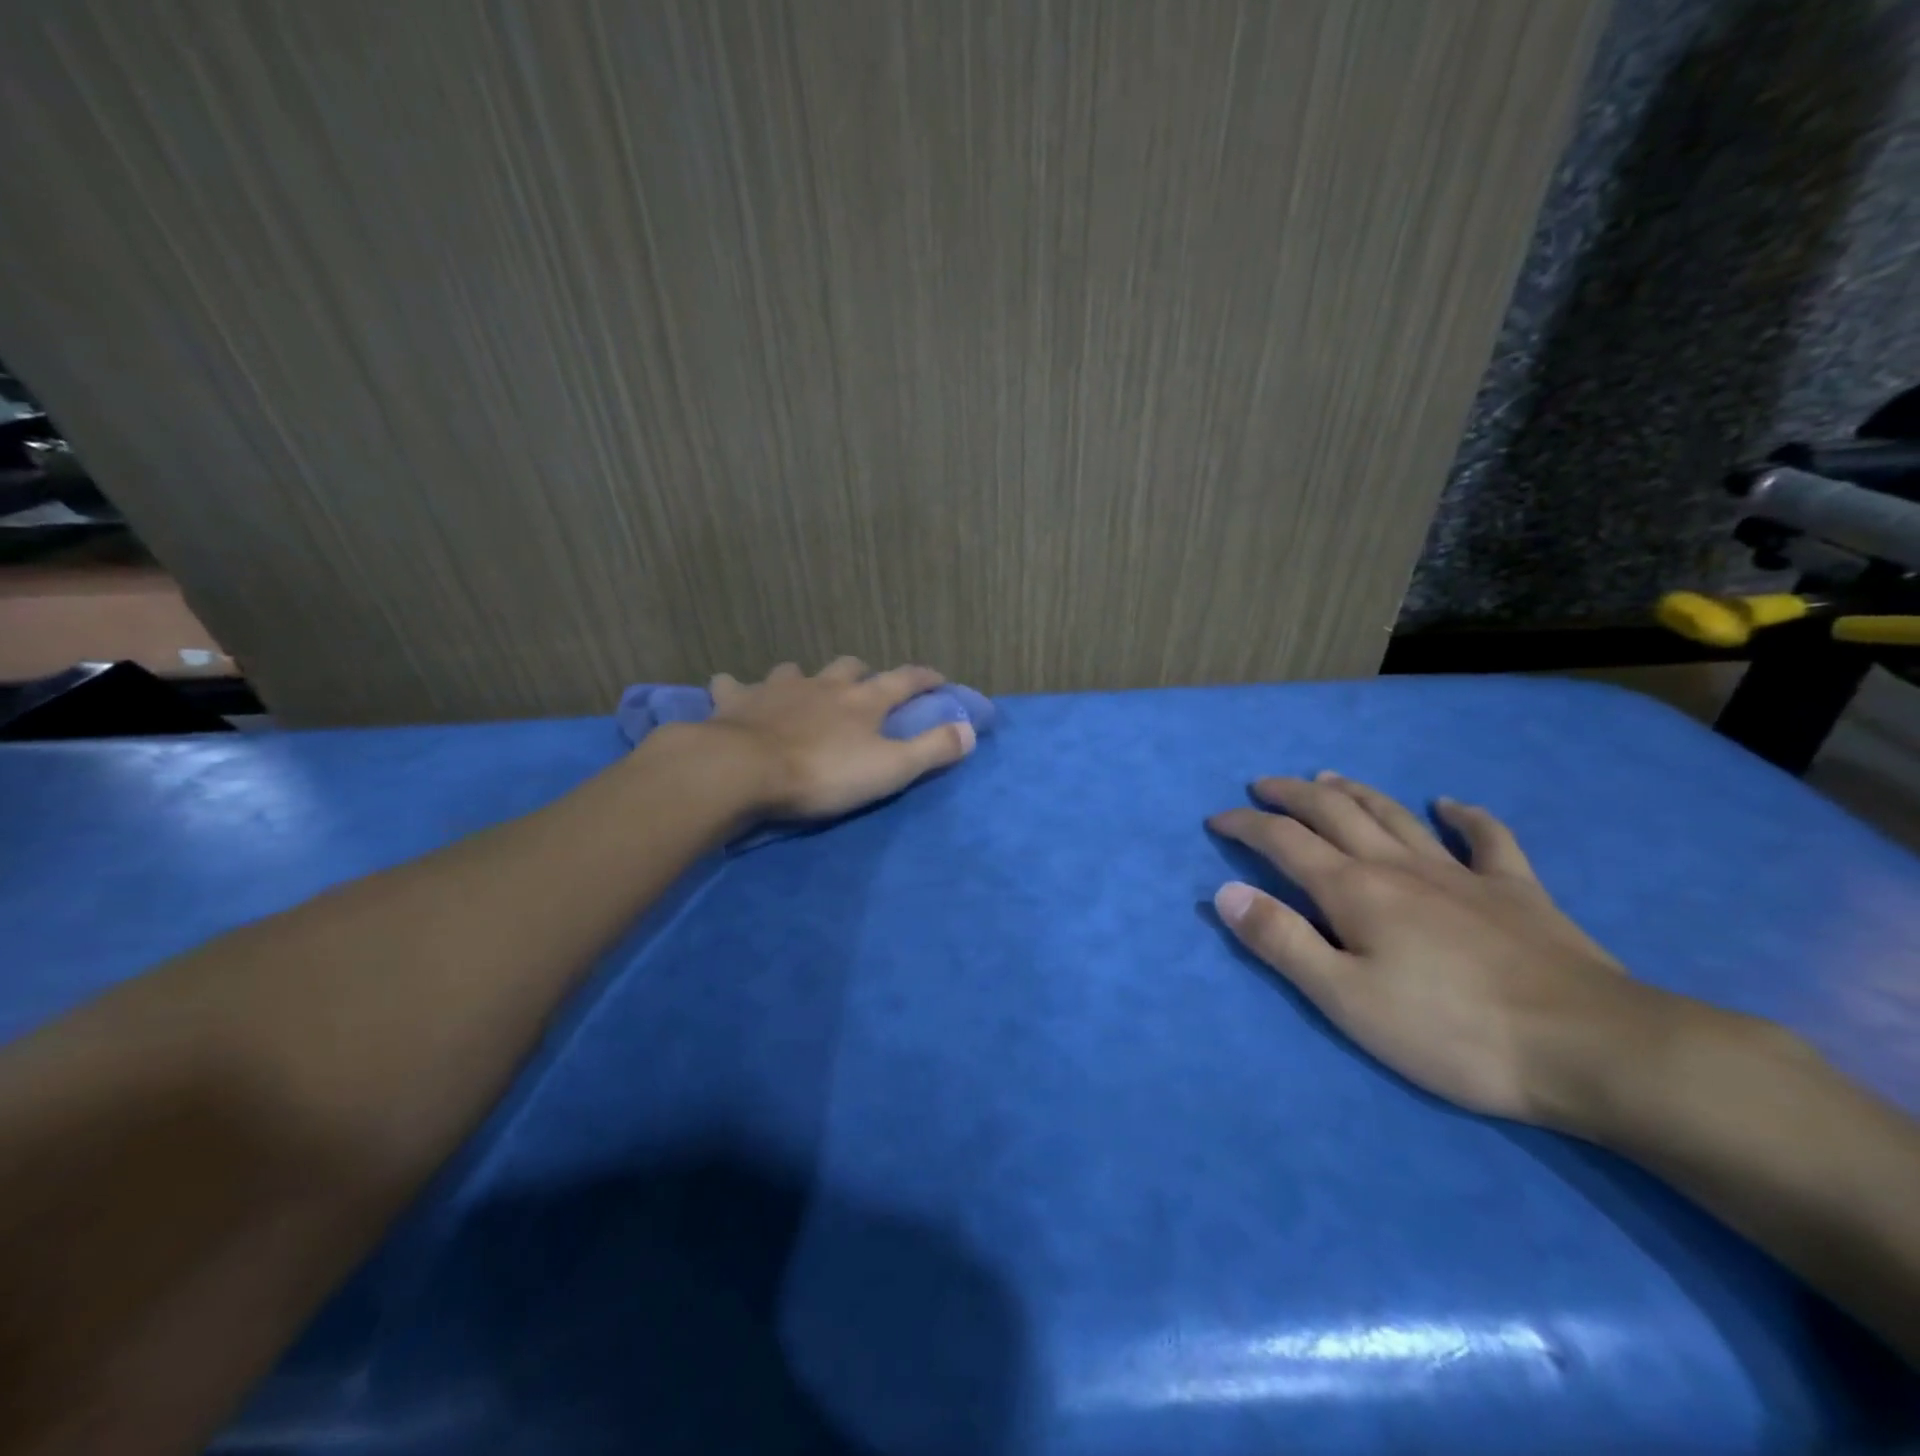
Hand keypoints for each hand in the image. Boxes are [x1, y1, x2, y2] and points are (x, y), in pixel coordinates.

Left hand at [694, 658, 974, 820]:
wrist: (744, 770)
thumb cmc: (822, 773)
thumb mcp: (890, 768)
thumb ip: (932, 749)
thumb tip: (970, 730)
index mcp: (862, 701)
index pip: (904, 681)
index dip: (924, 678)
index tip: (938, 677)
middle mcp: (823, 685)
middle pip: (849, 667)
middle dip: (861, 674)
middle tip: (864, 687)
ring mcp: (777, 689)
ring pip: (795, 670)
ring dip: (803, 678)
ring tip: (803, 690)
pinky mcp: (737, 701)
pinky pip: (733, 685)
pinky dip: (737, 688)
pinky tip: (732, 692)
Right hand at [1209, 772, 1678, 1130]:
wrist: (1589, 1048)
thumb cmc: (1450, 1031)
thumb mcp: (1345, 998)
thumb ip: (1282, 941)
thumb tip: (1226, 892)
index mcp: (1354, 890)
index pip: (1283, 841)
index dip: (1246, 824)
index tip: (1217, 818)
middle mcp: (1399, 866)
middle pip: (1335, 813)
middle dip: (1292, 795)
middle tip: (1263, 785)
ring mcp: (1461, 873)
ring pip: (1396, 815)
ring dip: (1356, 792)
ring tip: (1329, 778)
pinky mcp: (1517, 891)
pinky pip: (1487, 839)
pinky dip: (1465, 816)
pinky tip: (1451, 805)